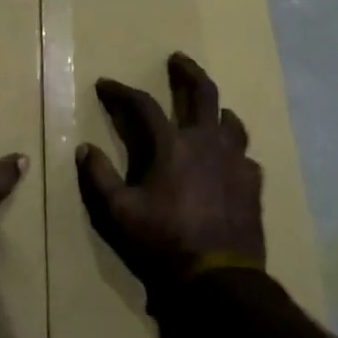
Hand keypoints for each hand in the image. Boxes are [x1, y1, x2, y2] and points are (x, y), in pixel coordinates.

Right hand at [76, 53, 264, 301]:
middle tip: (177, 59)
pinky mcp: (252, 183)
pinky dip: (234, 151)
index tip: (106, 84)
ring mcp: (235, 161)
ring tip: (211, 110)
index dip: (121, 91)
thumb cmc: (165, 242)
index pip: (143, 105)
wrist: (220, 279)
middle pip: (202, 92)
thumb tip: (84, 148)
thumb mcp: (120, 213)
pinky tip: (230, 160)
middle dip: (187, 71)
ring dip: (217, 110)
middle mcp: (206, 142)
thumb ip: (99, 178)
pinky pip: (245, 156)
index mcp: (172, 145)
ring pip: (230, 121)